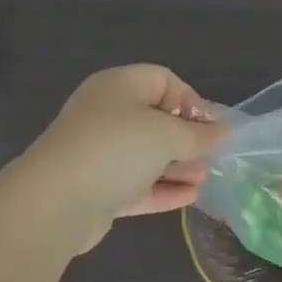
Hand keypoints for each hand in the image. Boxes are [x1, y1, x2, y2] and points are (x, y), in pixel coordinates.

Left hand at [20, 65, 226, 251]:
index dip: (190, 101)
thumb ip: (200, 135)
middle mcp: (106, 115)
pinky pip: (136, 184)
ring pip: (146, 155)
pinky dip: (162, 190)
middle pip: (155, 120)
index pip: (162, 80)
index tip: (208, 127)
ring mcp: (99, 153)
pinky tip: (189, 198)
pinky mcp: (97, 188)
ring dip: (178, 166)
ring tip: (204, 179)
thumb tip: (224, 131)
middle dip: (187, 139)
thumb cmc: (117, 149)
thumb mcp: (167, 135)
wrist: (57, 200)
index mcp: (119, 87)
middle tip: (210, 156)